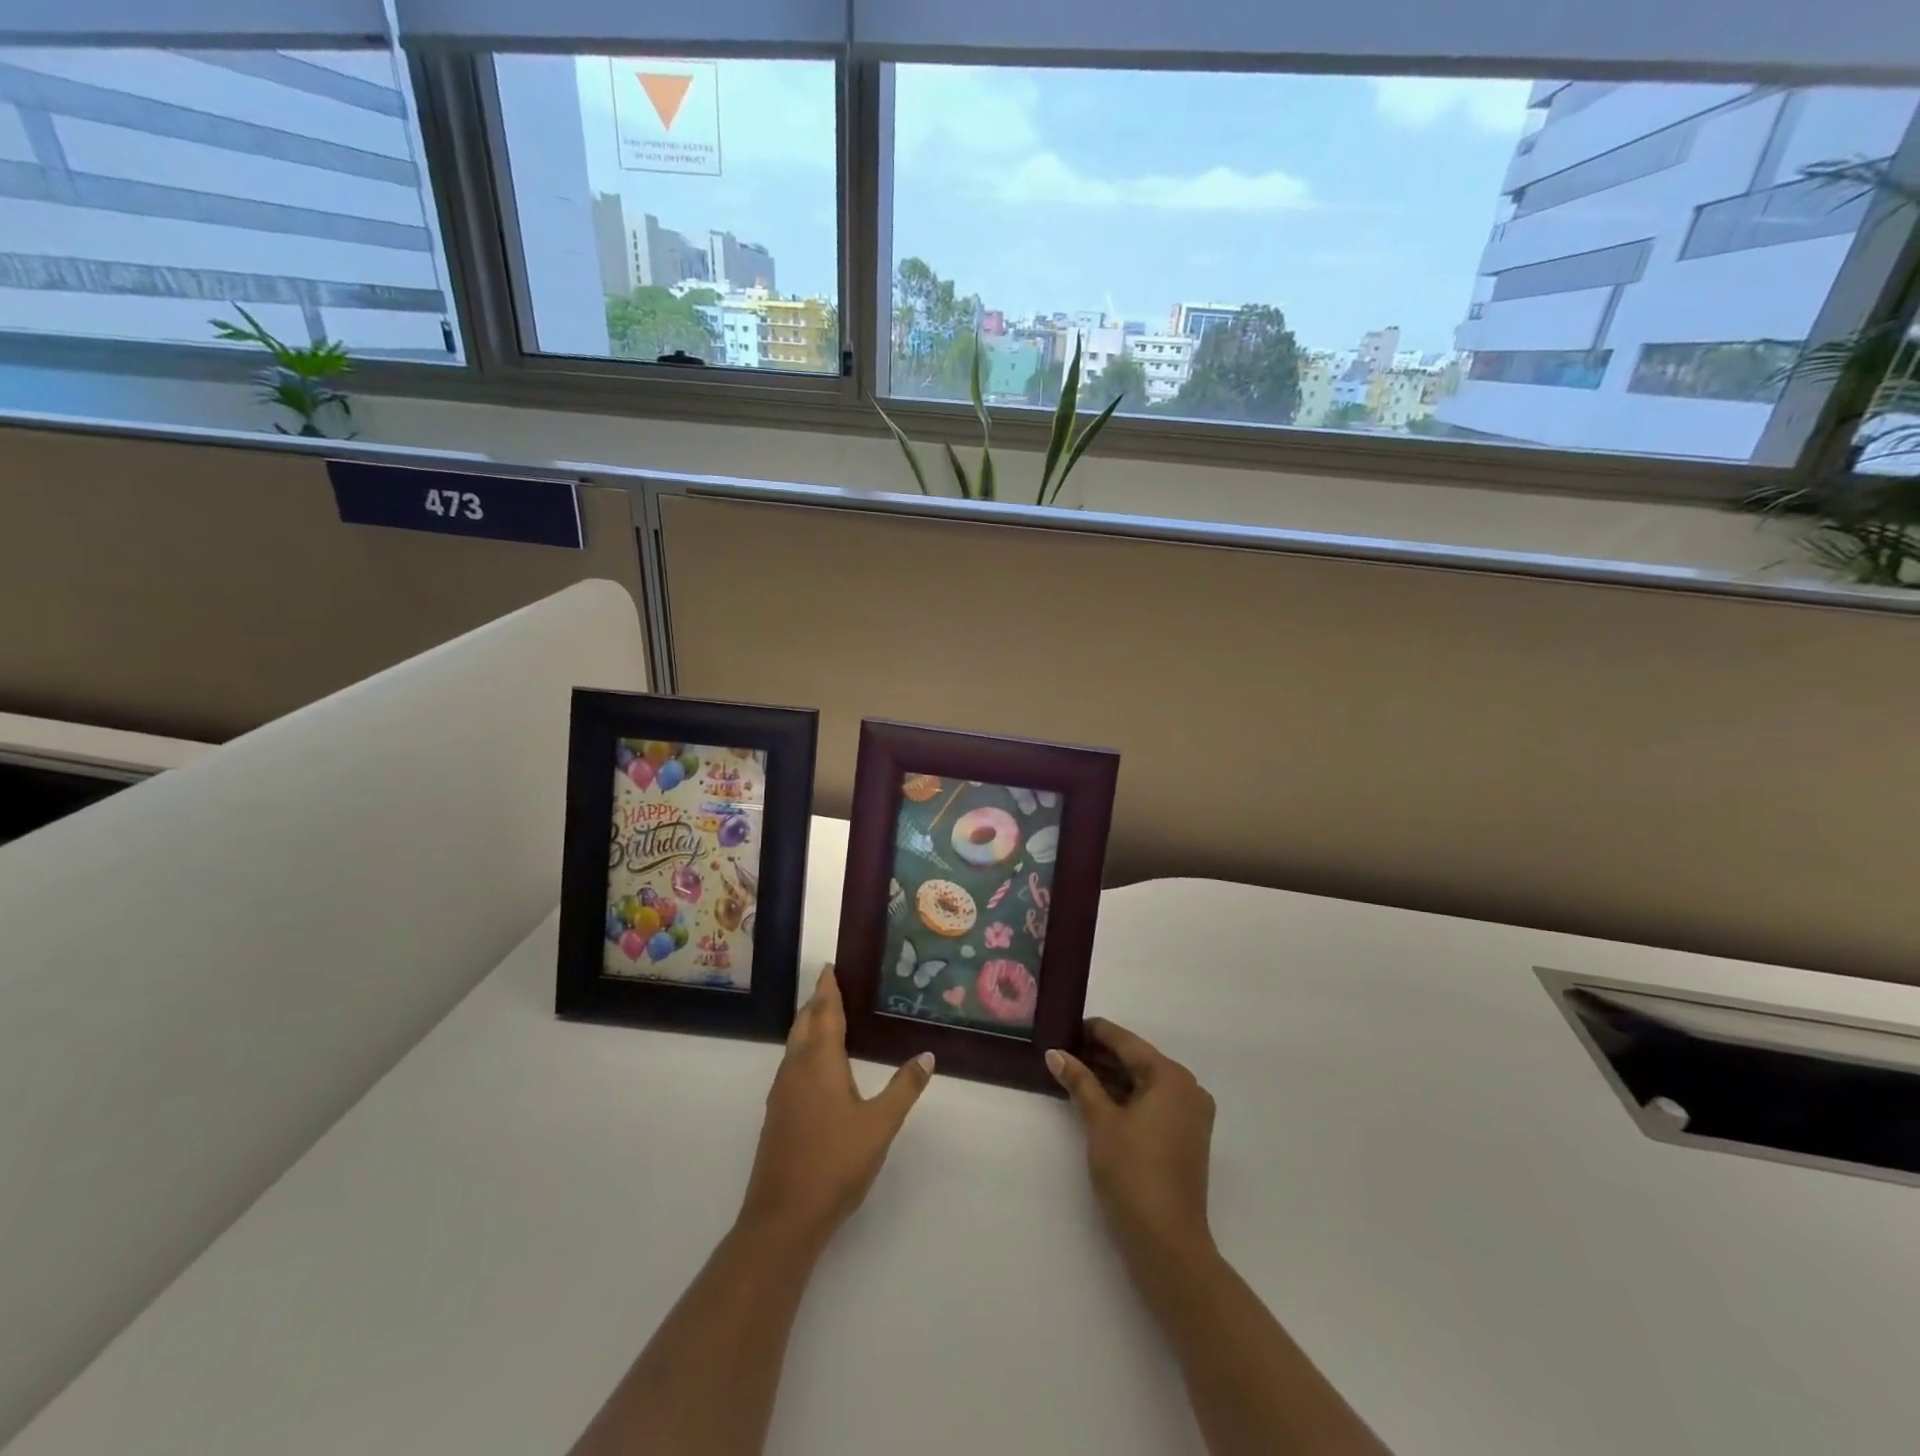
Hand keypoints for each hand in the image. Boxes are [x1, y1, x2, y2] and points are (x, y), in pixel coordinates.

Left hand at [737, 965, 934, 1251]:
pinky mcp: (778, 1114)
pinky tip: (818, 1066)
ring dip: (809, 1025)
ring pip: (795, 1045)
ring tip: (828, 1017)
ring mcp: (782, 1092)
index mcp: (820, 1062)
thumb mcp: (880, 1125)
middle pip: (804, 1023)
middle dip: (817, 1002)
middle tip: (833, 985)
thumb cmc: (835, 1163)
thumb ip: (904, 1088)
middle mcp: (796, 1069)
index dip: (828, 989)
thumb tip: (927, 1055)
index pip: (824, 1013)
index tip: (830, 967)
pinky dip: (805, 1049)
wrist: (783, 1217)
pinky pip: (792, 1065)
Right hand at [1048, 1018, 1216, 1262]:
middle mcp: (1187, 1089)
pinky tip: (1096, 1098)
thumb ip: (1079, 1081)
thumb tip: (1055, 1053)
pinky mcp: (1185, 1138)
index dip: (1095, 1032)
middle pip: (1137, 1061)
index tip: (1066, 1026)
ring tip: (1073, 1072)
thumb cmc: (1132, 1172)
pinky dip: (1126, 1098)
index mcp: (1171, 1077)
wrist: (1166, 1244)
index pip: (1127, 1042)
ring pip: (1144, 1083)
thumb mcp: (1100, 1121)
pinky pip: (1152, 1104)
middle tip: (1064, 1051)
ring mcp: (1190, 1115)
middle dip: (1100, 1056)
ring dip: (1111, 1078)